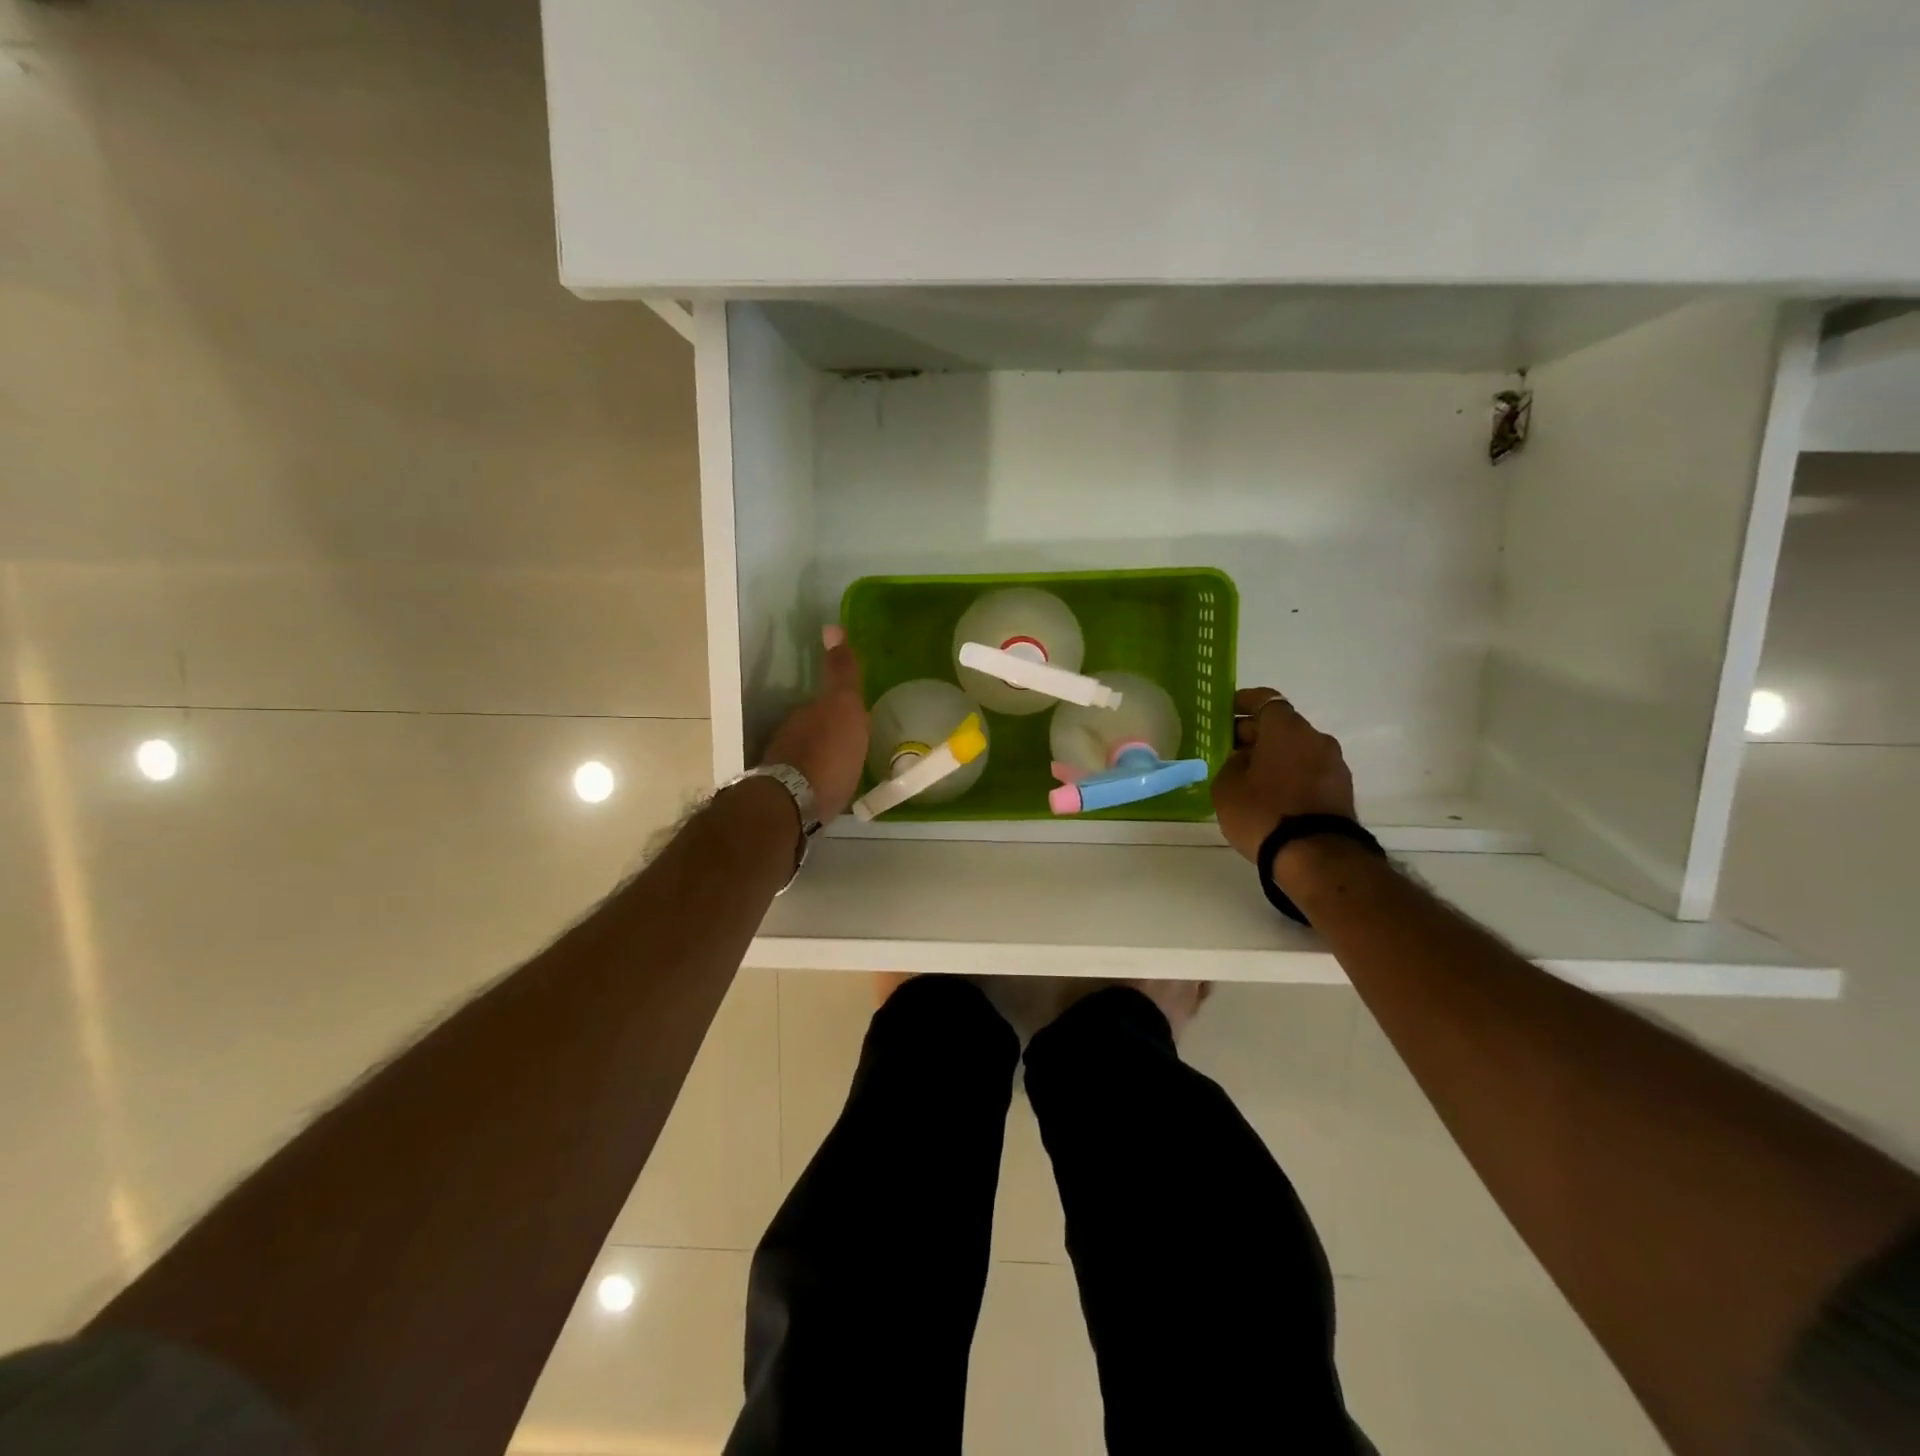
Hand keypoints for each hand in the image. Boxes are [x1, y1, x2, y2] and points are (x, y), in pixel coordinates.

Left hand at [761, 625, 868, 822]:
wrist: (794, 802)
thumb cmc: (828, 754)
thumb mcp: (844, 707)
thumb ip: (841, 673)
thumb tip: (831, 627)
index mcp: (808, 715)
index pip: (825, 704)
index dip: (840, 709)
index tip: (854, 719)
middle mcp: (790, 735)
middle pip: (814, 729)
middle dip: (830, 735)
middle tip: (852, 747)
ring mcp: (784, 766)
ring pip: (807, 756)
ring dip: (821, 760)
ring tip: (843, 772)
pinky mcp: (784, 797)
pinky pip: (805, 783)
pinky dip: (815, 783)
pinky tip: (828, 793)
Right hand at [1210, 687, 1356, 861]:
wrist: (1316, 857)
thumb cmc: (1263, 812)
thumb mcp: (1227, 787)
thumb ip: (1231, 764)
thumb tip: (1243, 760)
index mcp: (1286, 728)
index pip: (1265, 700)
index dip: (1243, 703)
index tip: (1226, 712)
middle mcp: (1315, 737)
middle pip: (1281, 725)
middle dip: (1255, 733)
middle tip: (1229, 748)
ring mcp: (1334, 764)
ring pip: (1297, 749)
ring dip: (1275, 755)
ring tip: (1249, 776)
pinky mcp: (1342, 790)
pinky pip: (1309, 771)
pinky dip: (1291, 774)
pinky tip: (1272, 794)